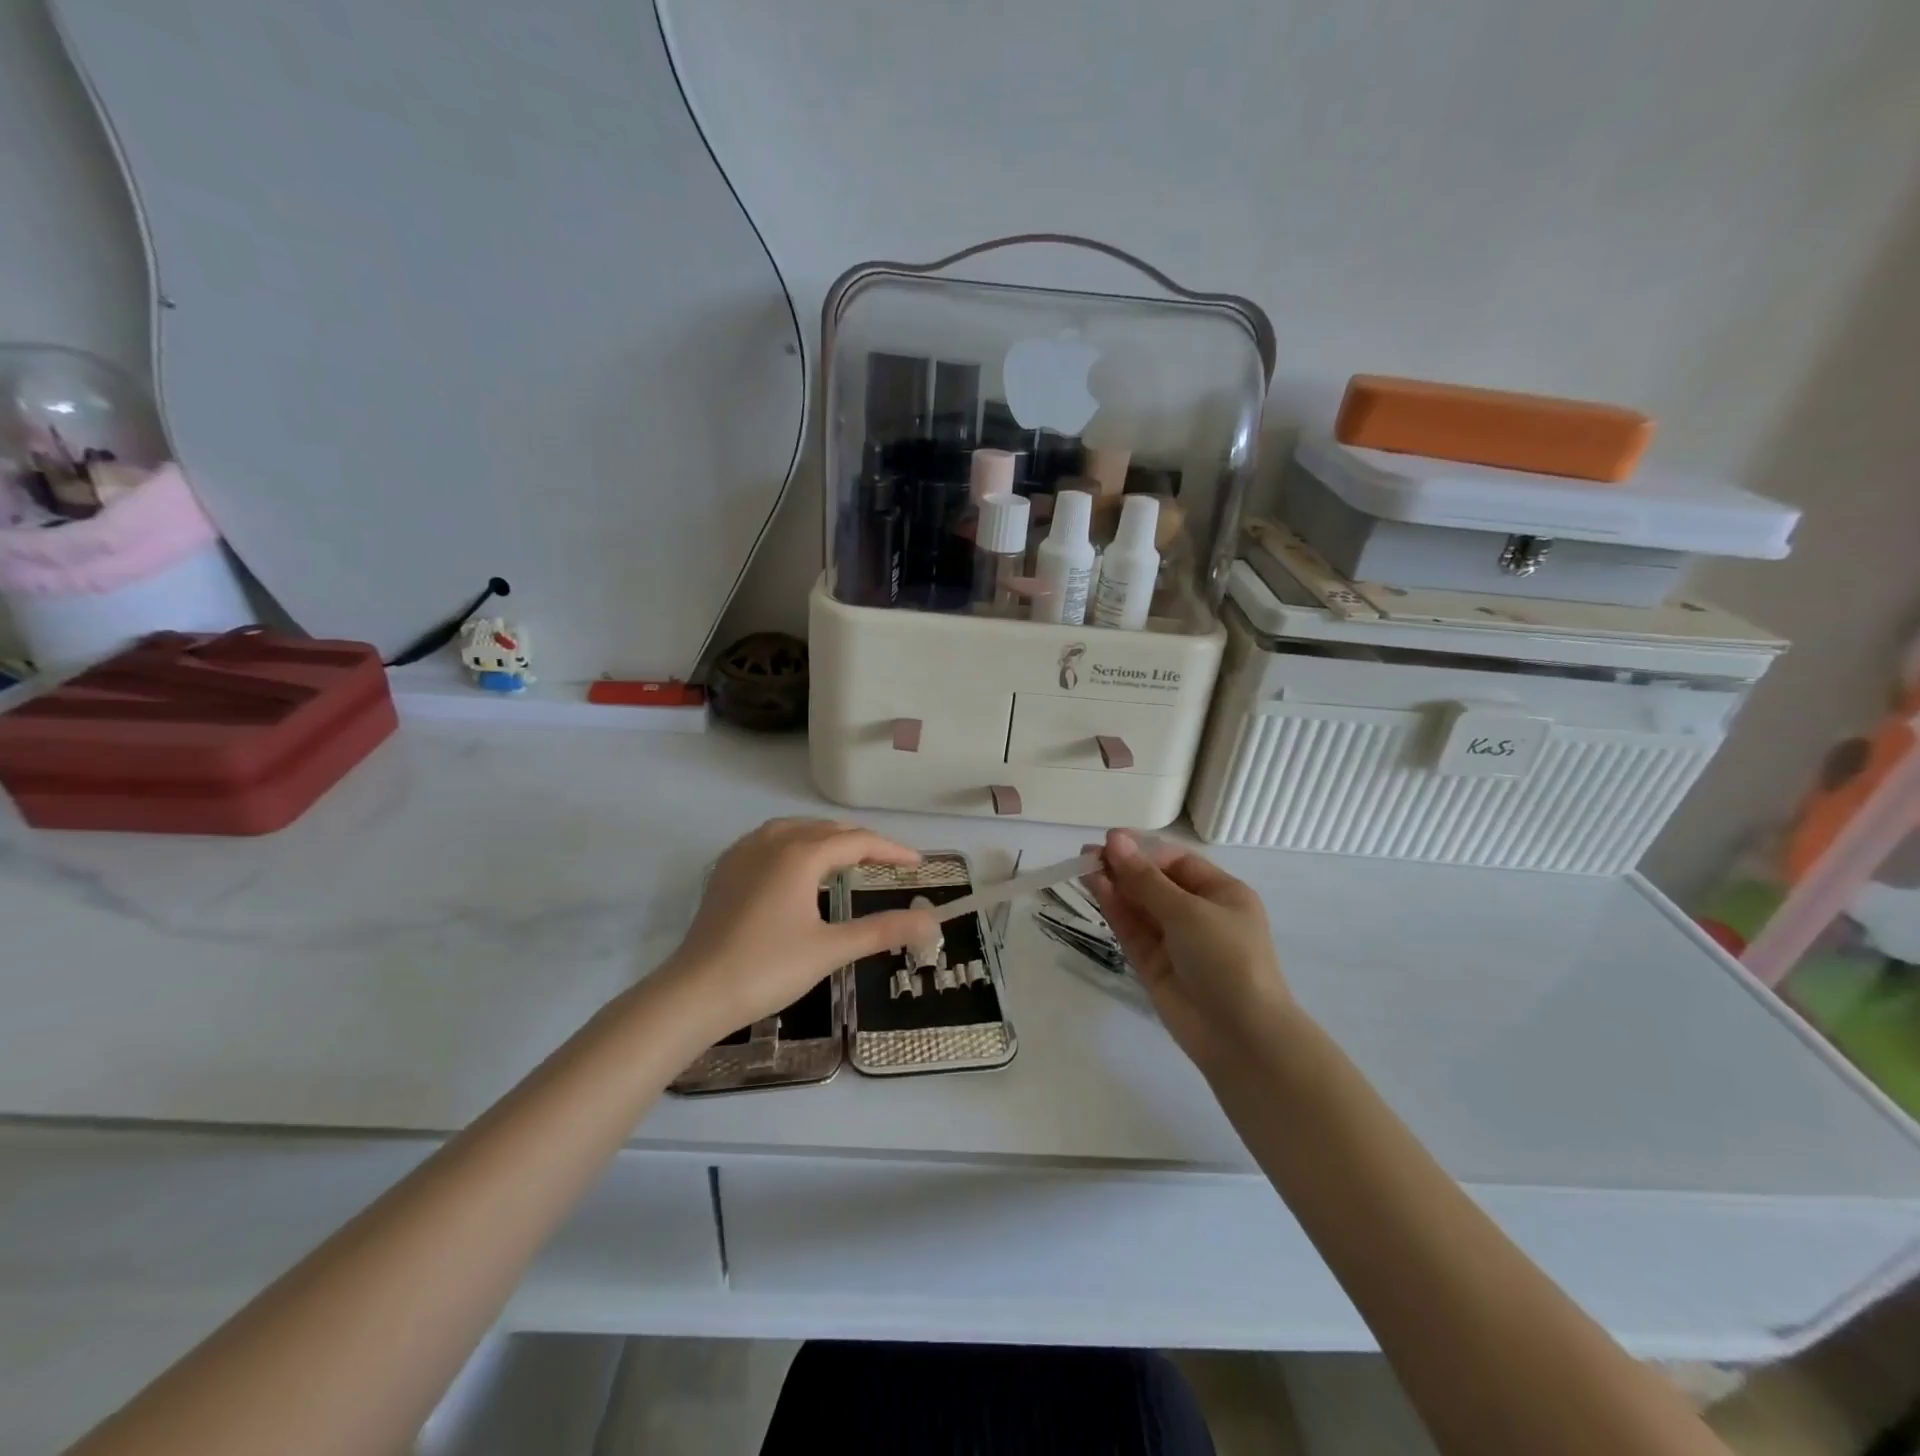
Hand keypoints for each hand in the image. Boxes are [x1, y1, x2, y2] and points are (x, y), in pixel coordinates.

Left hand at [661, 817, 937, 1039]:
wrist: (695, 992)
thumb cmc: (767, 968)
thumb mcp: (831, 950)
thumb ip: (882, 930)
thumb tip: (931, 922)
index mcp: (801, 854)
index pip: (857, 841)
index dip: (891, 850)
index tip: (917, 864)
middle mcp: (772, 841)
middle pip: (827, 829)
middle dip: (861, 842)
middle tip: (888, 864)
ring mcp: (744, 853)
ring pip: (796, 829)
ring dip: (827, 838)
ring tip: (848, 858)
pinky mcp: (726, 869)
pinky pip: (769, 840)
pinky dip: (796, 844)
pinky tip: (797, 866)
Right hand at [1086, 830, 1292, 1068]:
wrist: (1240, 1036)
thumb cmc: (1226, 959)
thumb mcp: (1188, 911)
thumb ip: (1145, 878)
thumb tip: (1114, 841)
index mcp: (1221, 893)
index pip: (1176, 861)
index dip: (1142, 849)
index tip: (1109, 841)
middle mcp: (1198, 913)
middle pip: (1155, 882)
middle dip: (1123, 867)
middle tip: (1086, 854)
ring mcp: (1175, 941)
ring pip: (1139, 906)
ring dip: (1114, 886)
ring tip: (1083, 868)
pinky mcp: (1154, 965)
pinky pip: (1132, 930)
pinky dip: (1115, 910)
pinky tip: (1096, 890)